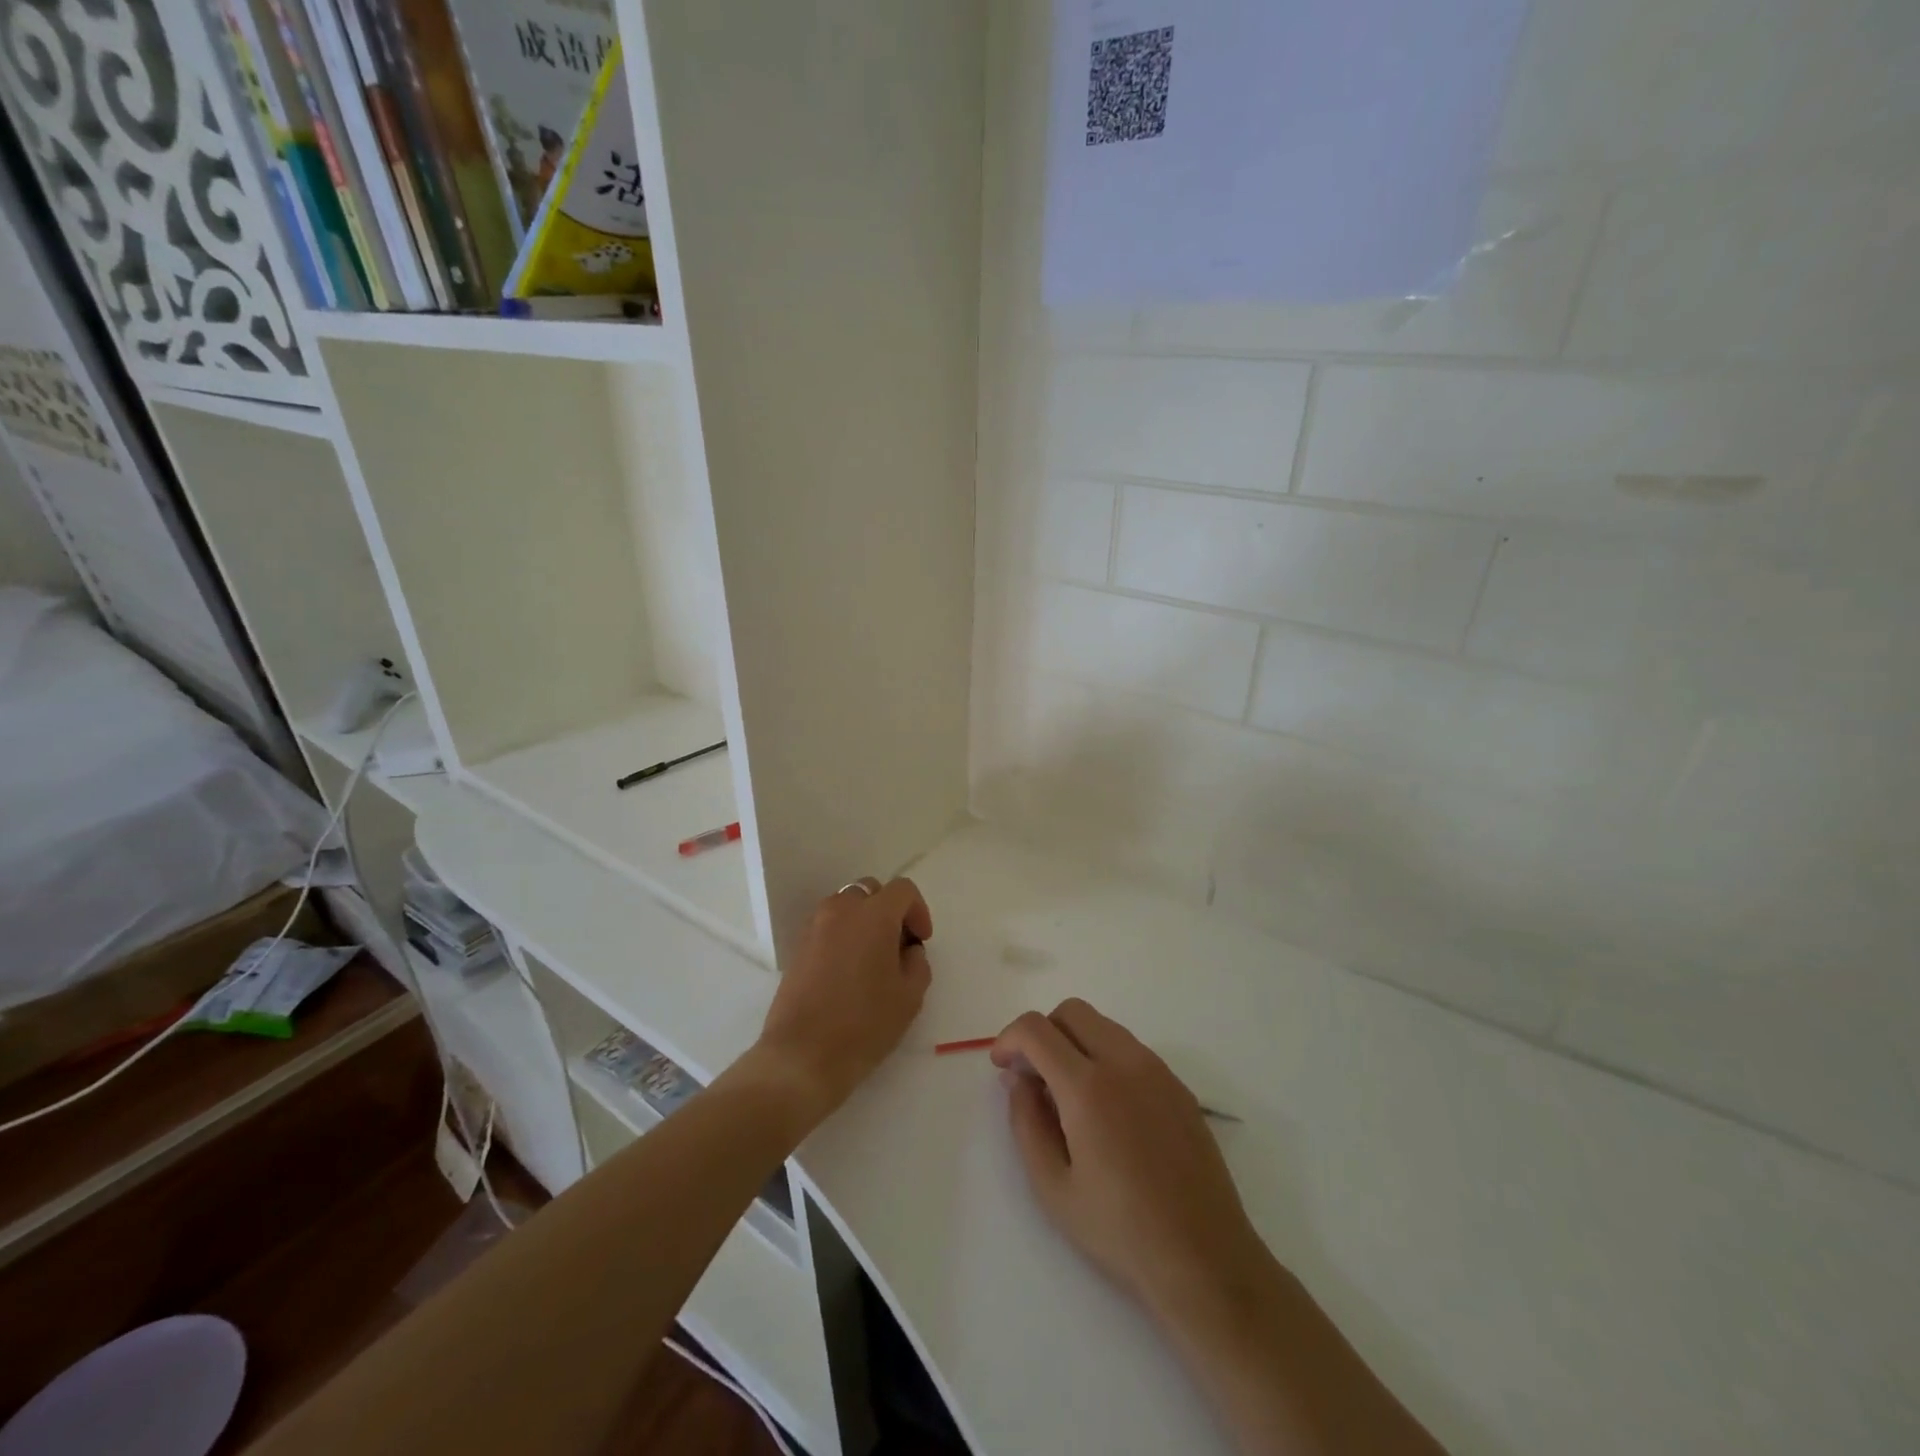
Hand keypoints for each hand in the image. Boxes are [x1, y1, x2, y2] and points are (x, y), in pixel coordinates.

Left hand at [755, 877, 933, 1123]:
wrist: (802, 1056)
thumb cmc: (864, 1025)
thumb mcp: (909, 997)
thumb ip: (917, 963)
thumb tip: (908, 951)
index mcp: (873, 915)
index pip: (902, 890)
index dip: (919, 911)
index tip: (921, 941)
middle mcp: (841, 910)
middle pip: (872, 891)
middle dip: (890, 911)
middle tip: (899, 947)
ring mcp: (815, 926)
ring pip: (847, 905)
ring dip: (865, 920)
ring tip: (873, 958)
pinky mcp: (798, 946)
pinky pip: (828, 925)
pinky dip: (844, 934)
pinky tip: (849, 971)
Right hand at [993, 998, 1272, 1328]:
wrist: (1204, 1259)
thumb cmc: (1120, 1230)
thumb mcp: (1053, 1187)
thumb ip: (1026, 1122)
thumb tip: (1018, 1080)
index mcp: (1088, 1086)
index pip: (1037, 1029)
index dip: (1009, 1039)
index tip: (1002, 1068)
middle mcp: (1124, 1062)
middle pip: (1072, 1011)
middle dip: (1042, 1032)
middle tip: (1032, 1076)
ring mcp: (1157, 1070)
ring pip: (1103, 1025)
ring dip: (1074, 1042)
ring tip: (1067, 1095)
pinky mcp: (1178, 1085)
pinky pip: (1130, 1049)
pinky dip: (1105, 1057)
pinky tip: (1106, 1108)